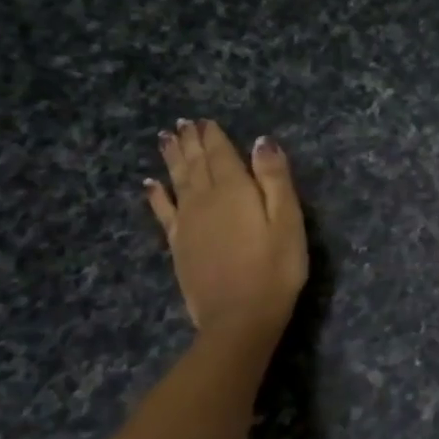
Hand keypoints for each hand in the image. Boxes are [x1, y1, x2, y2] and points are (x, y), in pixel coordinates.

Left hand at [145, 119, 306, 333]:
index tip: (204, 120)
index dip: (213, 136)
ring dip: (172, 159)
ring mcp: (187, 222)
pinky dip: (156, 194)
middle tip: (183, 123)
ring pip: (177, 180)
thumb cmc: (275, 269)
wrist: (239, 318)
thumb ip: (275, 179)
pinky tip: (150, 184)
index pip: (221, 154)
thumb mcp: (288, 221)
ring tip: (166, 139)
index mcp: (234, 190)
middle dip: (190, 142)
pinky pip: (163, 211)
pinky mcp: (178, 245)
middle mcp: (204, 199)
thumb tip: (262, 141)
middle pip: (196, 163)